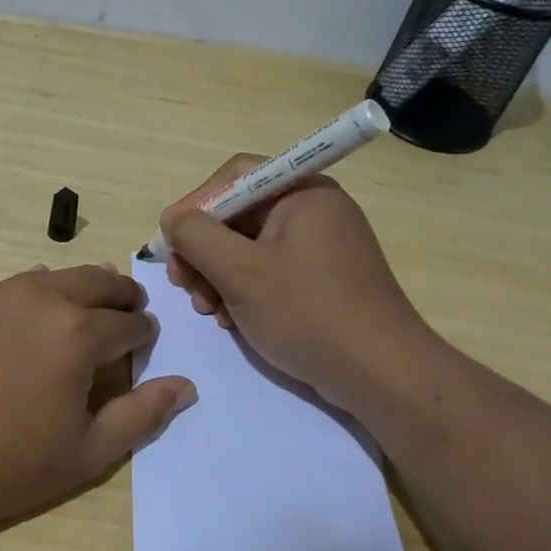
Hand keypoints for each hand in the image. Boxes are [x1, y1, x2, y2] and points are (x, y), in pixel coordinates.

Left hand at [0, 264, 196, 539]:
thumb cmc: (4, 466)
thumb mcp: (86, 453)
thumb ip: (141, 415)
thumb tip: (185, 386)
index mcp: (77, 331)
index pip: (129, 322)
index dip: (144, 333)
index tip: (146, 342)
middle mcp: (38, 297)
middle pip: (95, 280)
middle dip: (119, 295)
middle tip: (126, 311)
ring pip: (49, 277)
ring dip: (74, 290)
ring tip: (76, 313)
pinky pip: (6, 290)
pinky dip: (28, 299)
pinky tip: (17, 327)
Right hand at [159, 156, 439, 412]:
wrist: (380, 373)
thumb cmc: (307, 312)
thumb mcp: (240, 272)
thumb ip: (196, 236)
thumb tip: (172, 219)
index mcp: (302, 192)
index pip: (234, 177)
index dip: (195, 206)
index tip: (170, 245)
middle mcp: (313, 210)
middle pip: (239, 214)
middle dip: (204, 249)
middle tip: (183, 284)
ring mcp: (320, 246)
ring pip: (249, 247)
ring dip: (218, 275)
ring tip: (208, 309)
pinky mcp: (322, 279)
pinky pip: (269, 271)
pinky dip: (244, 290)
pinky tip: (232, 320)